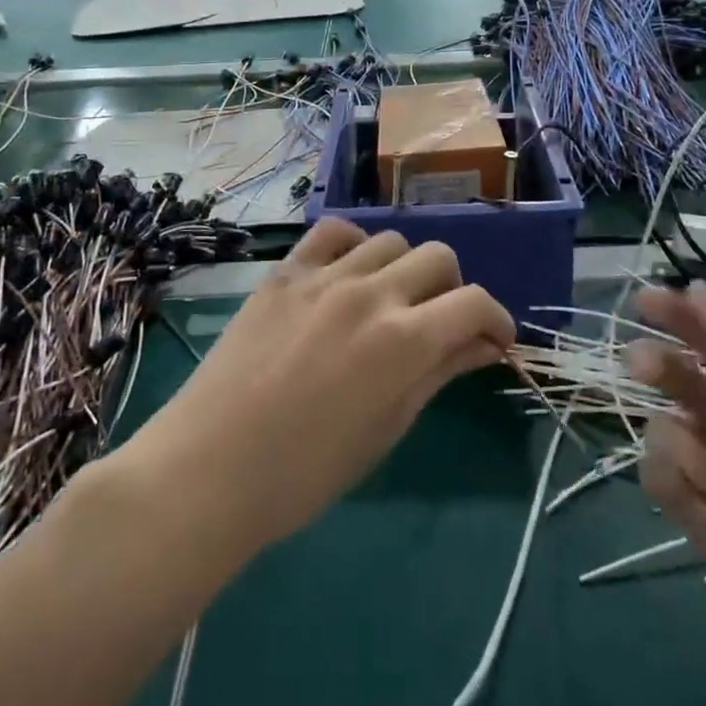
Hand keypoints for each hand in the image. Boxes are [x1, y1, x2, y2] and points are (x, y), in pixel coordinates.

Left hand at [127, 220, 514, 549]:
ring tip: (390, 300)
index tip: (494, 339)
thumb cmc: (306, 472)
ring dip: (405, 267)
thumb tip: (484, 346)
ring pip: (390, 240)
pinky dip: (353, 245)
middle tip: (440, 323)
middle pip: (439, 258)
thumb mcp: (386, 428)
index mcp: (404, 341)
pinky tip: (348, 272)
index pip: (474, 304)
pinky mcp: (286, 272)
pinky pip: (333, 233)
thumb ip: (438, 374)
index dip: (495, 319)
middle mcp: (371, 294)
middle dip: (454, 289)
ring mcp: (324, 277)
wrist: (210, 468)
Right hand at [626, 287, 705, 705]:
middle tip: (643, 366)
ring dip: (699, 462)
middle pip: (680, 379)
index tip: (643, 302)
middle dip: (663, 370)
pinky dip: (688, 496)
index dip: (679, 316)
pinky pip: (662, 479)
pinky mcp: (698, 516)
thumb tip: (697, 287)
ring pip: (667, 432)